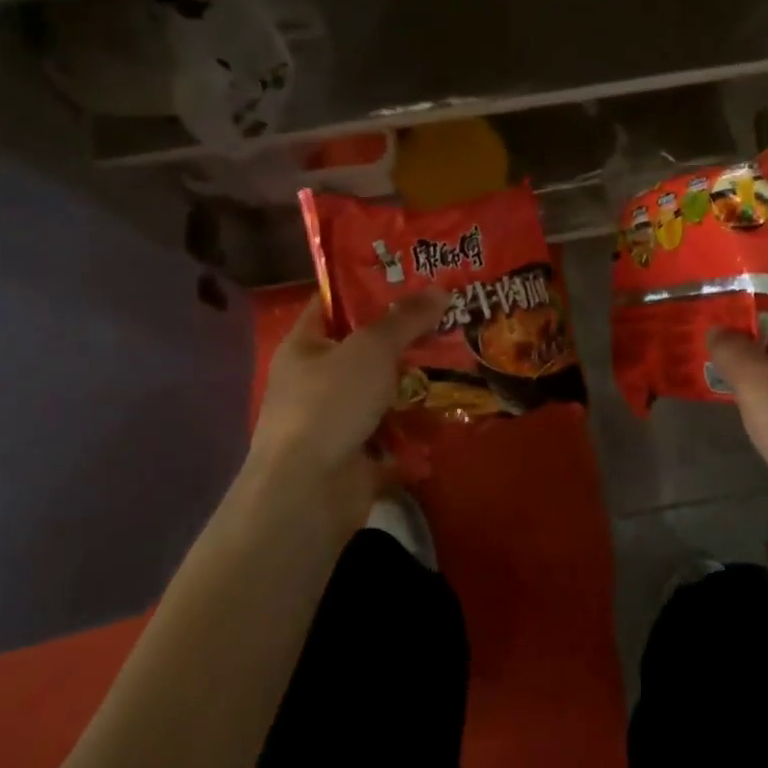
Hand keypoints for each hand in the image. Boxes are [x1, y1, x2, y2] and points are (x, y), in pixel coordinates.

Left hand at [243, 291, 447, 533]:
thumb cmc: (330, 404)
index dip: (368, 286)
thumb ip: (405, 319)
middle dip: (406, 336)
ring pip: (384, 390)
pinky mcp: (357, 453)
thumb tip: (440, 289)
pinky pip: (394, 431)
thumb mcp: (371, 349)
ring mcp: (336, 419)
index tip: (412, 275)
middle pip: (366, 348)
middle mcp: (316, 380)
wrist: (309, 492)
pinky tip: (454, 408)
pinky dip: (419, 425)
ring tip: (462, 358)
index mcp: (305, 346)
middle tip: (451, 315)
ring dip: (418, 382)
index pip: (334, 304)